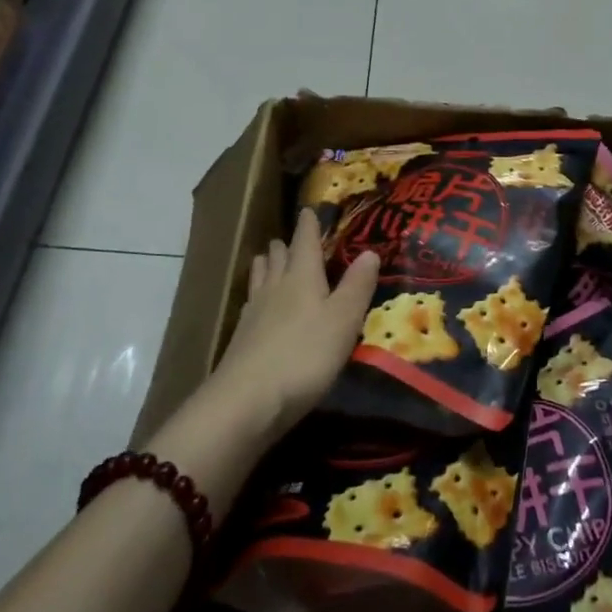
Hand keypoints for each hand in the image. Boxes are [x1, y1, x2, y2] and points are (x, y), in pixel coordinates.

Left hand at [207, 207, 379, 440]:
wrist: (247, 401)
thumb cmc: (305, 355)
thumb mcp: (343, 320)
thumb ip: (357, 286)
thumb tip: (370, 251)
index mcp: (301, 277)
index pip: (305, 242)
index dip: (309, 226)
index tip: (308, 210)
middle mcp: (274, 288)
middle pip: (277, 258)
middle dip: (285, 245)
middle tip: (291, 239)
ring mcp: (253, 314)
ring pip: (260, 278)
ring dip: (267, 266)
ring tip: (270, 260)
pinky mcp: (241, 340)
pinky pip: (251, 304)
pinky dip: (258, 295)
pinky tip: (258, 307)